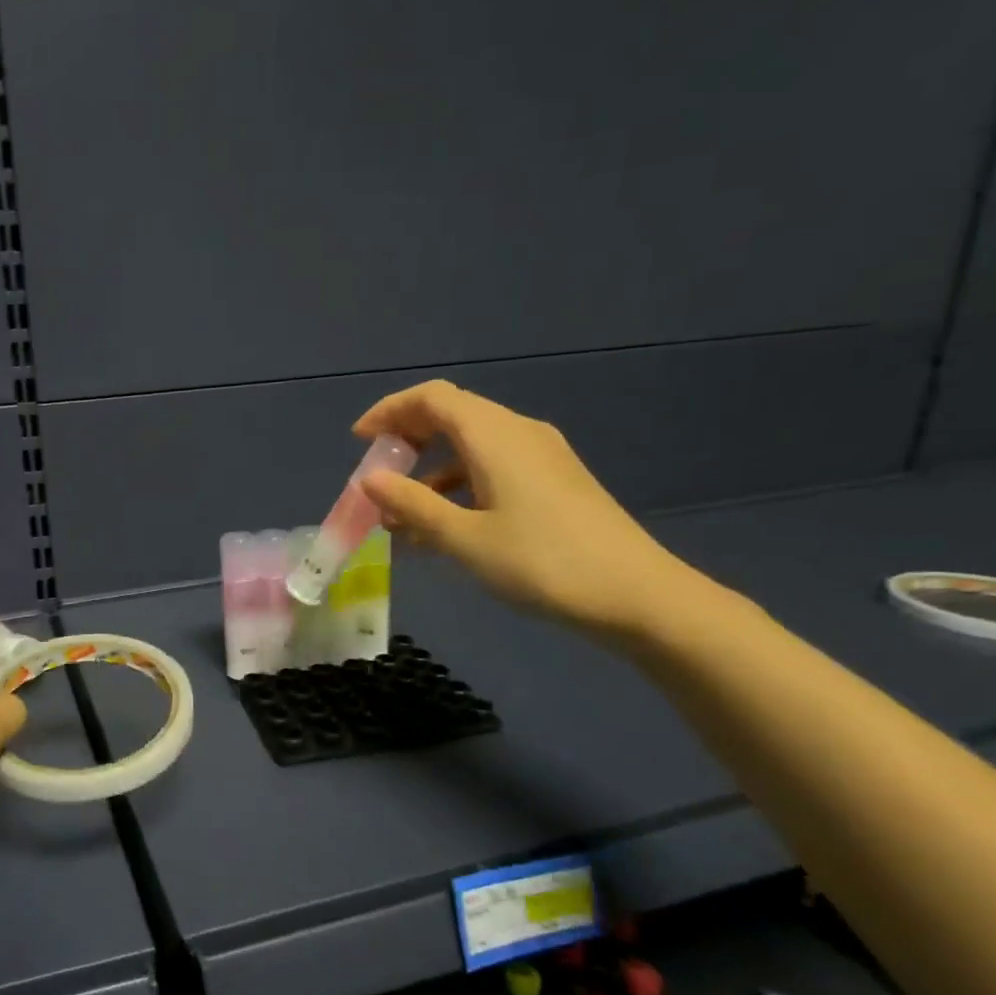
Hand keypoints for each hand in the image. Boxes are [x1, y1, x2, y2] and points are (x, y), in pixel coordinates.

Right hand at [354, 380, 703, 639]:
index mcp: (494, 436)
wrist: (637, 596)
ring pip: (470, 448)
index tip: (359, 441)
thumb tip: (370, 480)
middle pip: (451, 417)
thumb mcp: (465, 538)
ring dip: (429, 475)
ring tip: (399, 520)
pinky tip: (442, 531)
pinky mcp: (553, 483)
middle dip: (406, 443)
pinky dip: (458, 489)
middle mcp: (518, 433)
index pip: (432, 398)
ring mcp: (541, 457)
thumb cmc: (542, 563)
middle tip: (376, 479)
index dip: (389, 411)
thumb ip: (413, 505)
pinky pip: (492, 470)